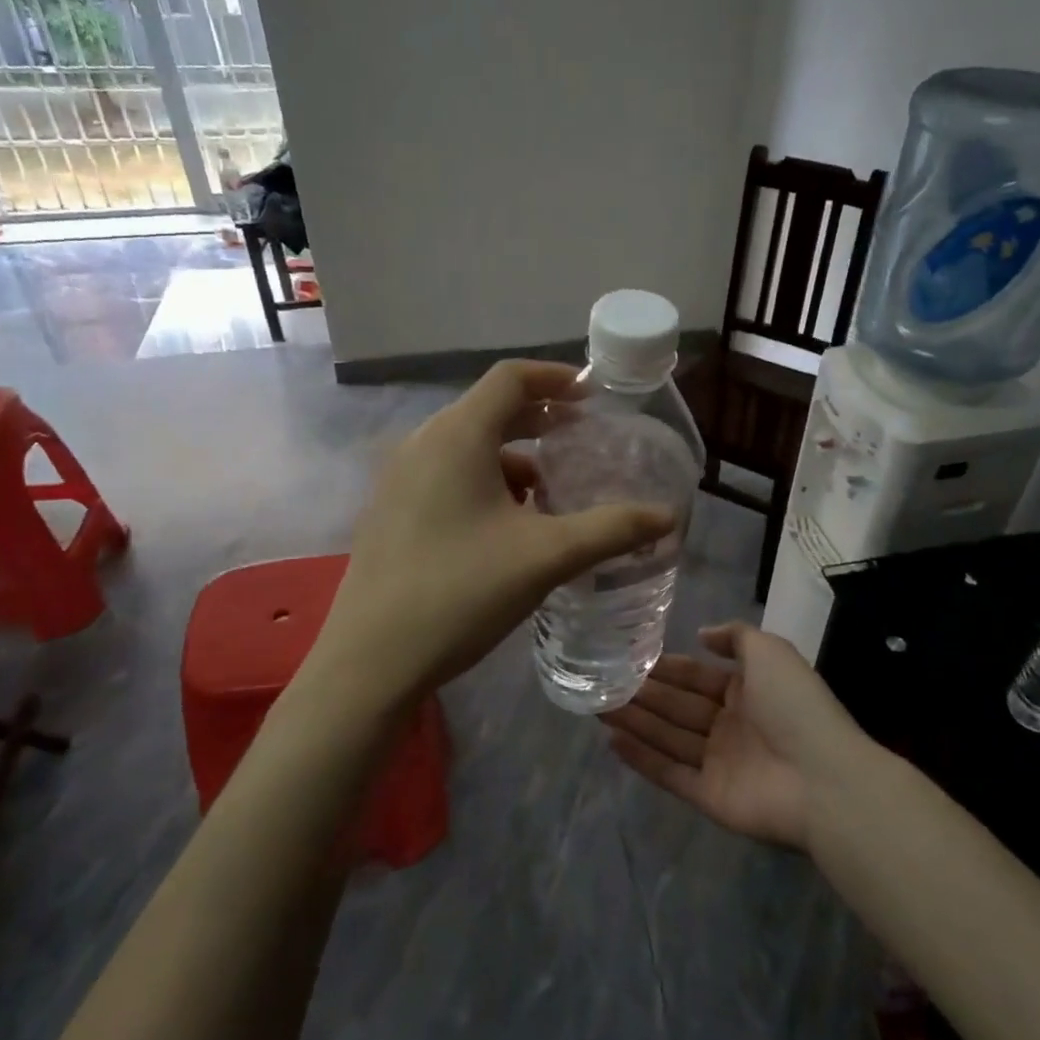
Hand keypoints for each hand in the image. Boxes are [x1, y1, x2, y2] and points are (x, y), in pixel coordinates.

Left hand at [317, 360, 675, 700]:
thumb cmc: (461, 593)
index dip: (556, 378)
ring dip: (513, 457)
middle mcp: (422, 443)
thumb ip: (612, 530)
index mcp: (457, 435)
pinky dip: (485, 482)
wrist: (372, 661)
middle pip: (489, 409)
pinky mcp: (391, 510)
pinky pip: (447, 474)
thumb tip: (667, 517)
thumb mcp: (547, 557)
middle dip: (540, 421)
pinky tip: (508, 526)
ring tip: (551, 493)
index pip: (511, 378)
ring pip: (468, 446)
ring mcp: (399, 478)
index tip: (594, 398)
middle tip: (583, 442)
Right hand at [600, 623, 863, 849]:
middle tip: (601, 681)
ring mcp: (719, 762)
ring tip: (596, 705)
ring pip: (668, 737)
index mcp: (747, 691)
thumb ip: (735, 636)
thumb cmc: (794, 706)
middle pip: (677, 706)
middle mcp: (730, 725)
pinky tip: (611, 741)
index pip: (696, 676)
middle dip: (642, 693)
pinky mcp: (708, 796)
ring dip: (634, 721)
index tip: (629, 657)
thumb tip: (702, 635)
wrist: (821, 778)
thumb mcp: (770, 651)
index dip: (666, 668)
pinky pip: (669, 773)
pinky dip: (641, 759)